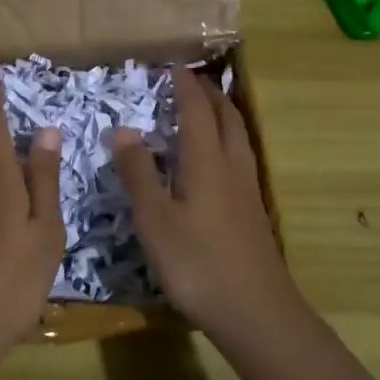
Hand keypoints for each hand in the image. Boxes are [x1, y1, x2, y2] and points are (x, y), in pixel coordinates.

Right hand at [111, 67, 299, 340]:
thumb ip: (139, 173)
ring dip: (224, 114)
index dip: (185, 86)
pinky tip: (219, 161)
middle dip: (210, 93)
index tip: (172, 67)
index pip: (197, 111)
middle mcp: (232, 167)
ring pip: (239, 137)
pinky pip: (241, 157)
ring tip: (208, 109)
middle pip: (227, 117)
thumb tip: (123, 130)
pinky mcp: (253, 212)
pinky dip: (228, 140)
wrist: (256, 313)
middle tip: (191, 80)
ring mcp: (248, 191)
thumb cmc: (197, 264)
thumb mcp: (154, 219)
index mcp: (207, 162)